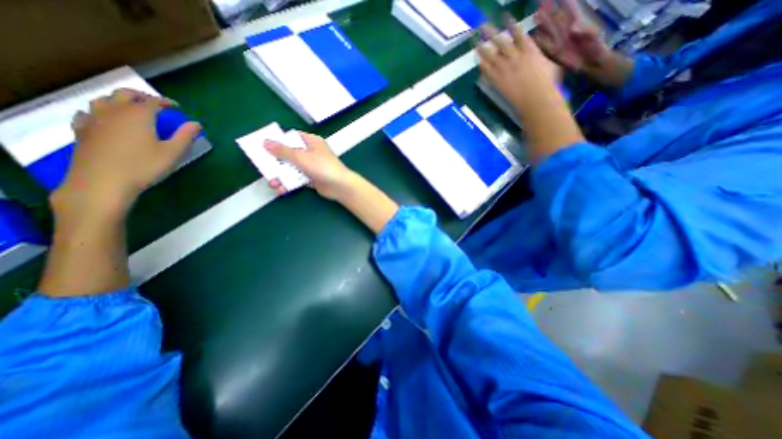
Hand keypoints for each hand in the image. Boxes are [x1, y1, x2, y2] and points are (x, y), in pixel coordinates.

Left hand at [54, 89, 198, 216]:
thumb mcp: (172, 153)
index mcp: (138, 115)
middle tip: (154, 104)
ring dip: (119, 101)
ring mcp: (93, 119)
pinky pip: (87, 113)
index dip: (166, 102)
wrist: (103, 181)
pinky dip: (99, 112)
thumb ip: (185, 136)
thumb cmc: (143, 166)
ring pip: (103, 100)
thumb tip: (196, 124)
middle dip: (141, 96)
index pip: (153, 101)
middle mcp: (114, 111)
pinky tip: (105, 120)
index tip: (176, 107)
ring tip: (130, 110)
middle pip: (125, 94)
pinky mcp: (81, 130)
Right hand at [263, 131, 354, 200]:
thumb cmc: (322, 167)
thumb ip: (283, 151)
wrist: (340, 186)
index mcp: (311, 141)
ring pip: (291, 168)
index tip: (264, 146)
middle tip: (264, 168)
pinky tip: (281, 190)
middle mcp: (310, 152)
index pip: (291, 137)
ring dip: (281, 176)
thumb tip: (265, 142)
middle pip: (289, 154)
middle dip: (276, 163)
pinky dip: (289, 183)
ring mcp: (311, 166)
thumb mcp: (301, 157)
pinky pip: (296, 179)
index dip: (278, 141)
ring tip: (273, 183)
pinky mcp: (311, 179)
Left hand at [477, 17, 569, 119]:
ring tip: (476, 44)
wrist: (535, 98)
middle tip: (483, 26)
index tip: (505, 17)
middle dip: (491, 32)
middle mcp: (515, 56)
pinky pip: (487, 71)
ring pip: (490, 56)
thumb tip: (538, 56)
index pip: (518, 33)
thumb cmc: (547, 83)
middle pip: (500, 41)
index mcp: (529, 50)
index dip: (511, 25)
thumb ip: (540, 58)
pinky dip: (482, 65)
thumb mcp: (549, 64)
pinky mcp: (498, 81)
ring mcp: (504, 69)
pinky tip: (478, 62)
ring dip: (482, 49)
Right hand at [534, 0, 612, 69]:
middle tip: (541, 0)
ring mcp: (559, 41)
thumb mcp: (594, 39)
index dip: (565, 1)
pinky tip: (532, 38)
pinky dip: (538, 41)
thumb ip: (586, 32)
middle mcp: (566, 31)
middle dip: (549, 9)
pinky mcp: (554, 52)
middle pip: (555, 17)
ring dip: (542, 23)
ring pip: (548, 29)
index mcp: (577, 23)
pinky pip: (544, 45)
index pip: (570, 8)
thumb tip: (573, 27)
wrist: (591, 64)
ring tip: (535, 15)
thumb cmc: (596, 50)